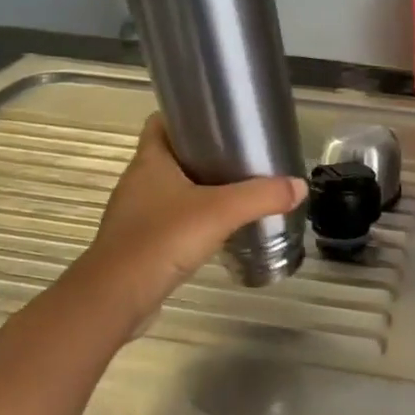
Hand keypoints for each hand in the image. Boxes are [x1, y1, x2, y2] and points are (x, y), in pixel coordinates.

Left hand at [70, 114, 306, 330]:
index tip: (218, 120)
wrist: (116, 298)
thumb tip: (299, 186)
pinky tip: (215, 230)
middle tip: (239, 157)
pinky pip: (168, 221)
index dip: (185, 116)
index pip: (160, 123)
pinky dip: (189, 220)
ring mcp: (135, 215)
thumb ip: (261, 196)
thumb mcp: (220, 212)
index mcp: (149, 162)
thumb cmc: (161, 240)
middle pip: (170, 156)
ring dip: (197, 190)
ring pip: (169, 190)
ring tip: (234, 192)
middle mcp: (138, 182)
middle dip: (201, 154)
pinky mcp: (138, 244)